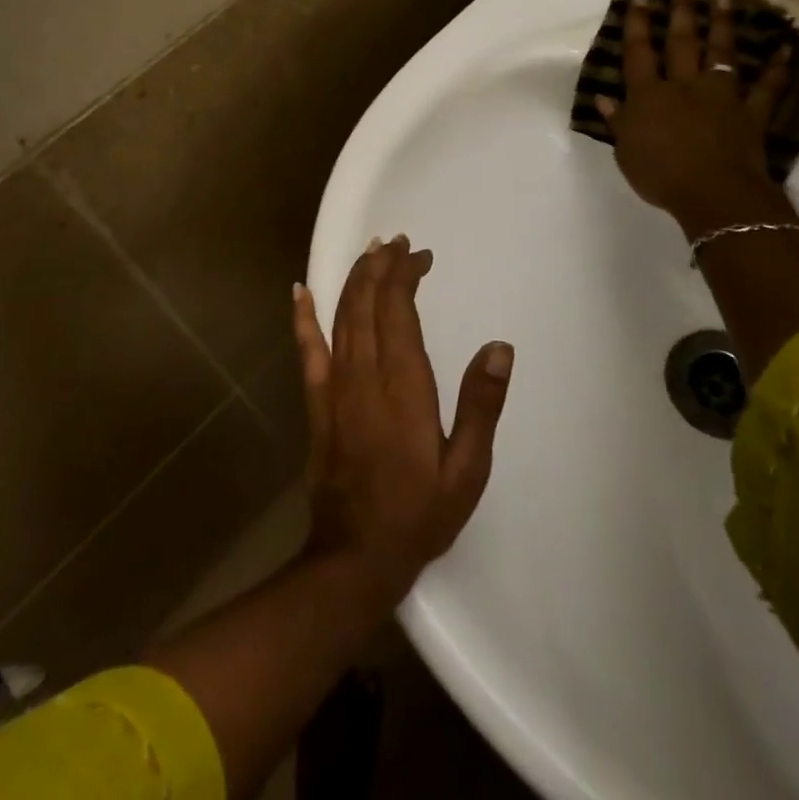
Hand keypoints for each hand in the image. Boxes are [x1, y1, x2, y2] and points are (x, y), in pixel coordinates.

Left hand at [291, 237, 512, 602]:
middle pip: (367, 303)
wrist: (356, 555)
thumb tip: (499, 348)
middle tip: (398, 244)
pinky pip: (307, 349)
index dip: (405, 275)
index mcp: (403, 386)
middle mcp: (365, 375)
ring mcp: (335, 386)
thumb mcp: (467, 469)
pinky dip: (303, 317)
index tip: (419, 255)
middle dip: (382, 267)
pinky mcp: (316, 402)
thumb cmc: (419, 513)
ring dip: (354, 280)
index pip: (398, 310)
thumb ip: (481, 405)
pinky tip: (299, 291)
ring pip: (341, 317)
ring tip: (369, 253)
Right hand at [597, 0, 796, 237]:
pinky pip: (766, 88)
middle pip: (682, 43)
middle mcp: (684, 86)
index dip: (637, 25)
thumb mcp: (625, 151)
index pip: (639, 54)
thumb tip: (603, 98)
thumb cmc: (660, 175)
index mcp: (648, 96)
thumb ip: (617, 122)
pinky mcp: (750, 114)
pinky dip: (777, 69)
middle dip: (682, 12)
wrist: (712, 193)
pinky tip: (786, 49)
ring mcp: (721, 97)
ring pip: (721, 54)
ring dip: (722, 25)